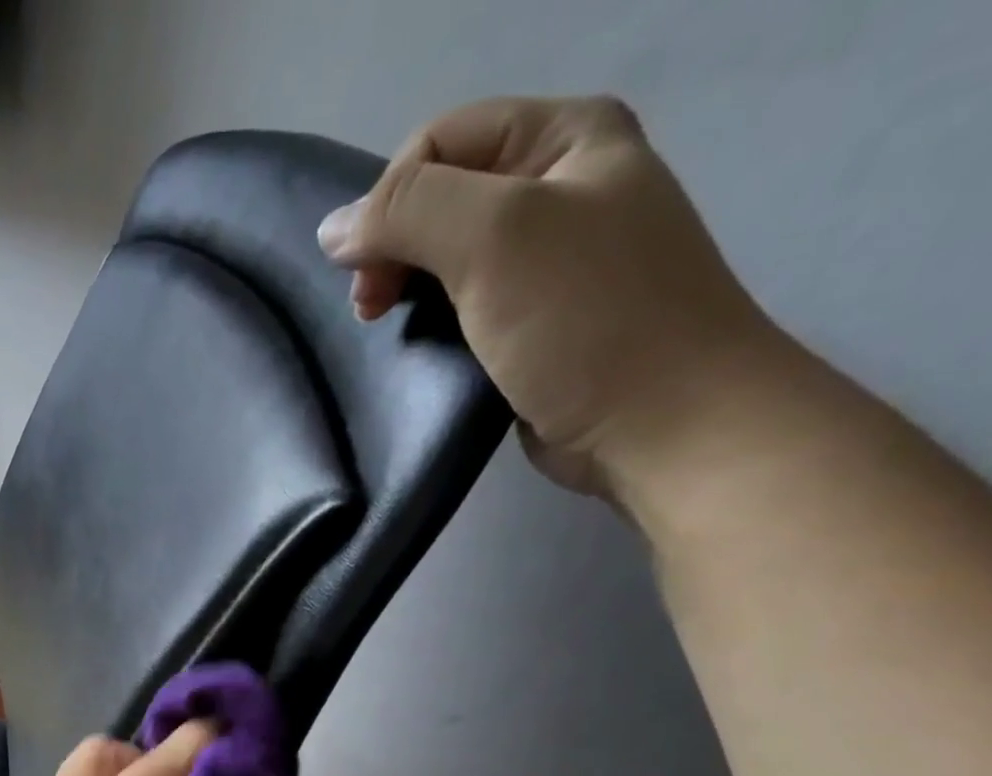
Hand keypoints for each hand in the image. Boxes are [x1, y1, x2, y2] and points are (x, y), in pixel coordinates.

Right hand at [317, 95, 789, 495]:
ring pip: (444, 257)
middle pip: (438, 198)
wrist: (660, 423)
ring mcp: (547, 260)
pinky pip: (461, 307)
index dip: (388, 203)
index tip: (367, 279)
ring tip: (390, 331)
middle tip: (372, 312)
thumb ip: (406, 215)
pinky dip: (429, 325)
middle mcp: (558, 187)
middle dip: (391, 250)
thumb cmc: (585, 320)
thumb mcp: (496, 238)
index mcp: (564, 136)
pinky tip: (422, 349)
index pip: (438, 143)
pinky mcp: (532, 324)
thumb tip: (331, 230)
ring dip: (405, 290)